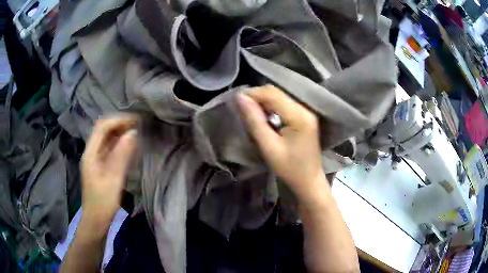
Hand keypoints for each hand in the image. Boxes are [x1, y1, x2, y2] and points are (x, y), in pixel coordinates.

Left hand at [80, 115, 137, 227]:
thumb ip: (121, 155)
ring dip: (120, 133)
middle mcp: (91, 152)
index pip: (102, 127)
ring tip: (136, 131)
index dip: (118, 120)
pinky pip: (109, 148)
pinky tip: (129, 146)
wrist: (96, 220)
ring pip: (107, 139)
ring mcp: (95, 159)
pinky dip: (119, 144)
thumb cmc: (103, 202)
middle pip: (103, 130)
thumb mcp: (113, 179)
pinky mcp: (100, 165)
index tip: (135, 121)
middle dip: (120, 124)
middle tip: (138, 125)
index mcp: (90, 153)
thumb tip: (133, 133)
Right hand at [238, 85, 326, 201]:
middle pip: (278, 93)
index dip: (253, 93)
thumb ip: (255, 121)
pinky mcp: (304, 117)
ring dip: (264, 101)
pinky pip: (285, 105)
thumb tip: (241, 98)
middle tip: (241, 105)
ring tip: (248, 109)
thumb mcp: (269, 147)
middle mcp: (305, 109)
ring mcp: (306, 112)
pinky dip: (271, 106)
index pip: (273, 95)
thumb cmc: (290, 169)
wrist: (309, 181)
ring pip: (281, 97)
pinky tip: (262, 114)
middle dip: (258, 96)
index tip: (236, 100)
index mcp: (299, 116)